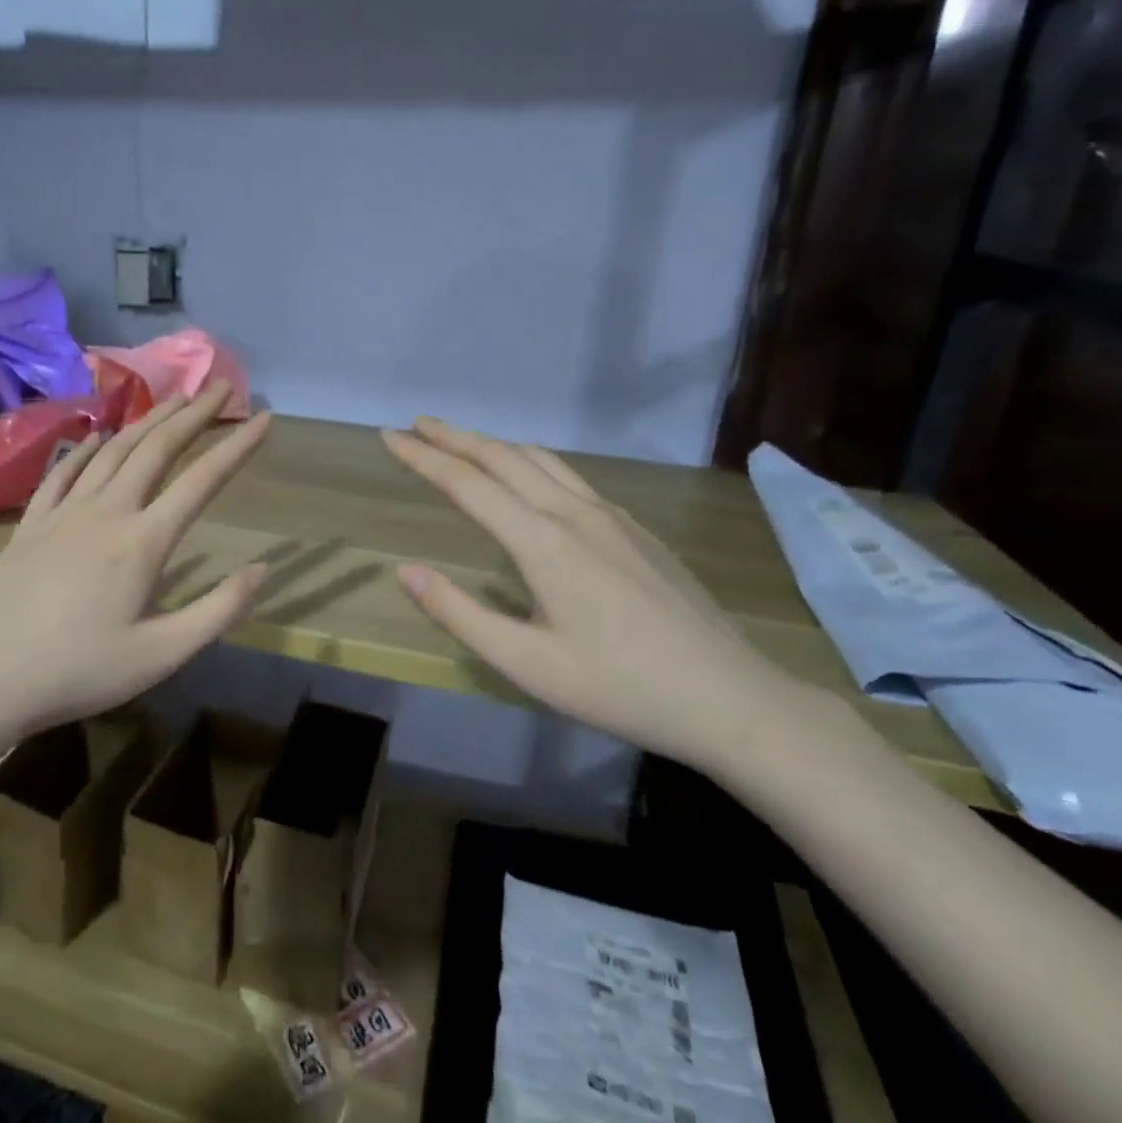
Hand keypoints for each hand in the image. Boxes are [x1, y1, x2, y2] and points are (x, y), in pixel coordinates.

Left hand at [0, 384, 270, 735]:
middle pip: (156, 449)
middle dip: (193, 414)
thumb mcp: (162, 655)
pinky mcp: (31, 523)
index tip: (264, 419)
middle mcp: (106, 511)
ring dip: (148, 420)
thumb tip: (262, 568)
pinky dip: (86, 448)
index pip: (201, 481)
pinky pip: (63, 472)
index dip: (236, 447)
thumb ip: (218, 610)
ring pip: (113, 451)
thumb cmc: (82, 671)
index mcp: (143, 541)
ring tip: (174, 399)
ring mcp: (63, 512)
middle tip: (220, 387)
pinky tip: (97, 437)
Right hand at [382, 417, 814, 771]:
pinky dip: (530, 462)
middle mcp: (574, 513)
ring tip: (460, 441)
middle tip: (415, 424)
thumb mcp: (527, 665)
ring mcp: (611, 515)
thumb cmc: (620, 688)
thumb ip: (460, 614)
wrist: (732, 698)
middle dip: (453, 437)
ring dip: (493, 445)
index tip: (389, 436)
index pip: (467, 483)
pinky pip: (569, 477)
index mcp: (542, 542)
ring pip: (540, 460)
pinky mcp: (635, 528)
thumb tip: (405, 570)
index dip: (423, 457)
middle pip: (502, 457)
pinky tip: (527, 478)